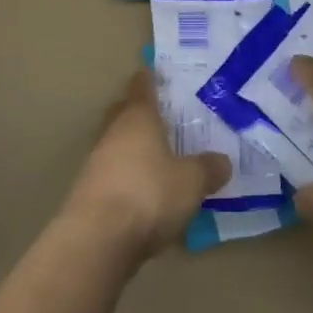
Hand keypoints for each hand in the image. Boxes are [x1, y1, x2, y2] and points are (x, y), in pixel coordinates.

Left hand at [61, 71, 232, 262]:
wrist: (97, 240)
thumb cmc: (149, 194)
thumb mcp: (192, 182)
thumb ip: (208, 168)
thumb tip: (222, 160)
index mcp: (138, 117)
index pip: (142, 86)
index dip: (151, 78)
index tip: (160, 72)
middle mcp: (114, 132)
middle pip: (125, 112)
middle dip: (142, 111)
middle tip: (165, 114)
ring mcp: (97, 161)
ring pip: (119, 143)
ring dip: (135, 146)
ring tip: (161, 155)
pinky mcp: (90, 192)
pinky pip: (115, 172)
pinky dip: (129, 175)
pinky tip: (147, 190)